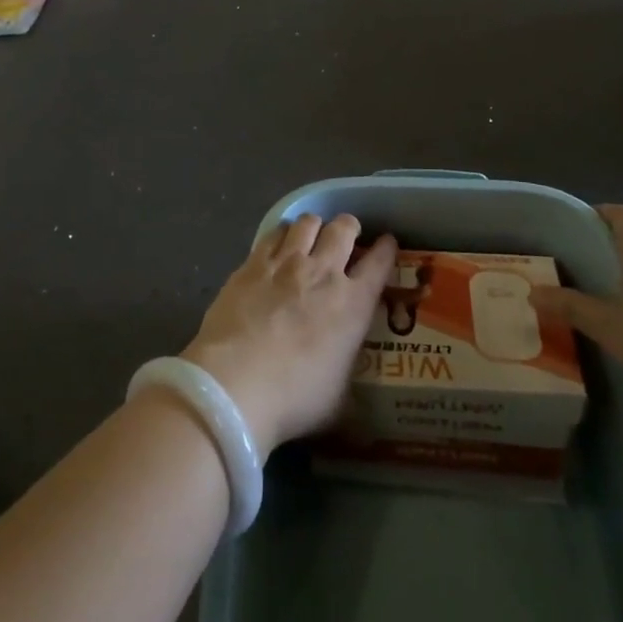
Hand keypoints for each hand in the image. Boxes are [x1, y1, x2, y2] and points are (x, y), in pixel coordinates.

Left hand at [183, 214, 396, 458]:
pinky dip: (281, 234)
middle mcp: (324, 272)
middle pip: (344, 229)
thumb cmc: (294, 398)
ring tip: (310, 235)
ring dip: (314, 226)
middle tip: (346, 236)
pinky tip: (277, 244)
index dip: (386, 249)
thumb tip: (346, 377)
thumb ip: (346, 375)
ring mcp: (286, 263)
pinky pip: (273, 232)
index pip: (380, 263)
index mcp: (354, 303)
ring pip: (308, 223)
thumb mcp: (338, 398)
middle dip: (349, 227)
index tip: (387, 244)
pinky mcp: (252, 263)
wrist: (236, 384)